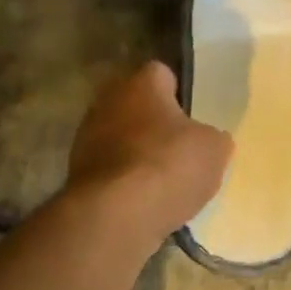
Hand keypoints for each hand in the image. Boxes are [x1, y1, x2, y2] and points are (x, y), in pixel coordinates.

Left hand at [65, 62, 231, 252]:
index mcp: (141, 82)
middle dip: (154, 123)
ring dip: (137, 153)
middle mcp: (108, 100)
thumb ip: (212, 138)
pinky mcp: (76, 174)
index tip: (191, 114)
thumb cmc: (168, 165)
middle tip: (180, 147)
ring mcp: (86, 137)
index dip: (178, 92)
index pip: (161, 73)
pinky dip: (123, 182)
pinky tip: (143, 201)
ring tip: (163, 180)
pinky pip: (110, 170)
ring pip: (120, 138)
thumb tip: (208, 140)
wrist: (114, 216)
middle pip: (137, 106)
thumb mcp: (214, 149)